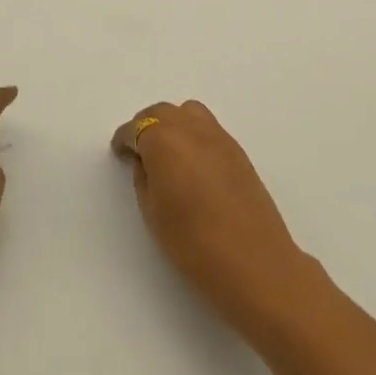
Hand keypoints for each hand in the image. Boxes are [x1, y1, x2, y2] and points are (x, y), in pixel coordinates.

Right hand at [112, 100, 311, 334]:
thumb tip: (146, 161)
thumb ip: (144, 178)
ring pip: (189, 113)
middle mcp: (191, 129)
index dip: (124, 140)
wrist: (255, 262)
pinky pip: (209, 128)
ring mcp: (219, 137)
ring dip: (173, 124)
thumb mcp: (153, 212)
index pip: (136, 128)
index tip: (120, 153)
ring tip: (169, 154)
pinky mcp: (239, 151)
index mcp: (164, 141)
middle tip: (140, 152)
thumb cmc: (194, 243)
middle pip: (163, 112)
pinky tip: (193, 164)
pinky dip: (194, 135)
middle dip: (147, 127)